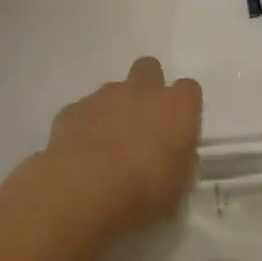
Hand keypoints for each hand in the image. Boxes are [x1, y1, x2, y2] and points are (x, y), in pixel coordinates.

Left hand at [44, 57, 201, 227]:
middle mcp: (143, 90)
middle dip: (147, 87)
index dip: (183, 107)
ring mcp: (105, 96)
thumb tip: (174, 156)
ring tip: (107, 144)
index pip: (189, 90)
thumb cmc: (143, 191)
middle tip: (142, 121)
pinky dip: (85, 125)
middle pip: (149, 69)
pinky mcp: (73, 109)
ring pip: (113, 89)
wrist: (84, 190)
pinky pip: (83, 110)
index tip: (177, 129)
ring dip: (114, 108)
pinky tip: (80, 152)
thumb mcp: (177, 187)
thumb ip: (179, 163)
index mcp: (177, 106)